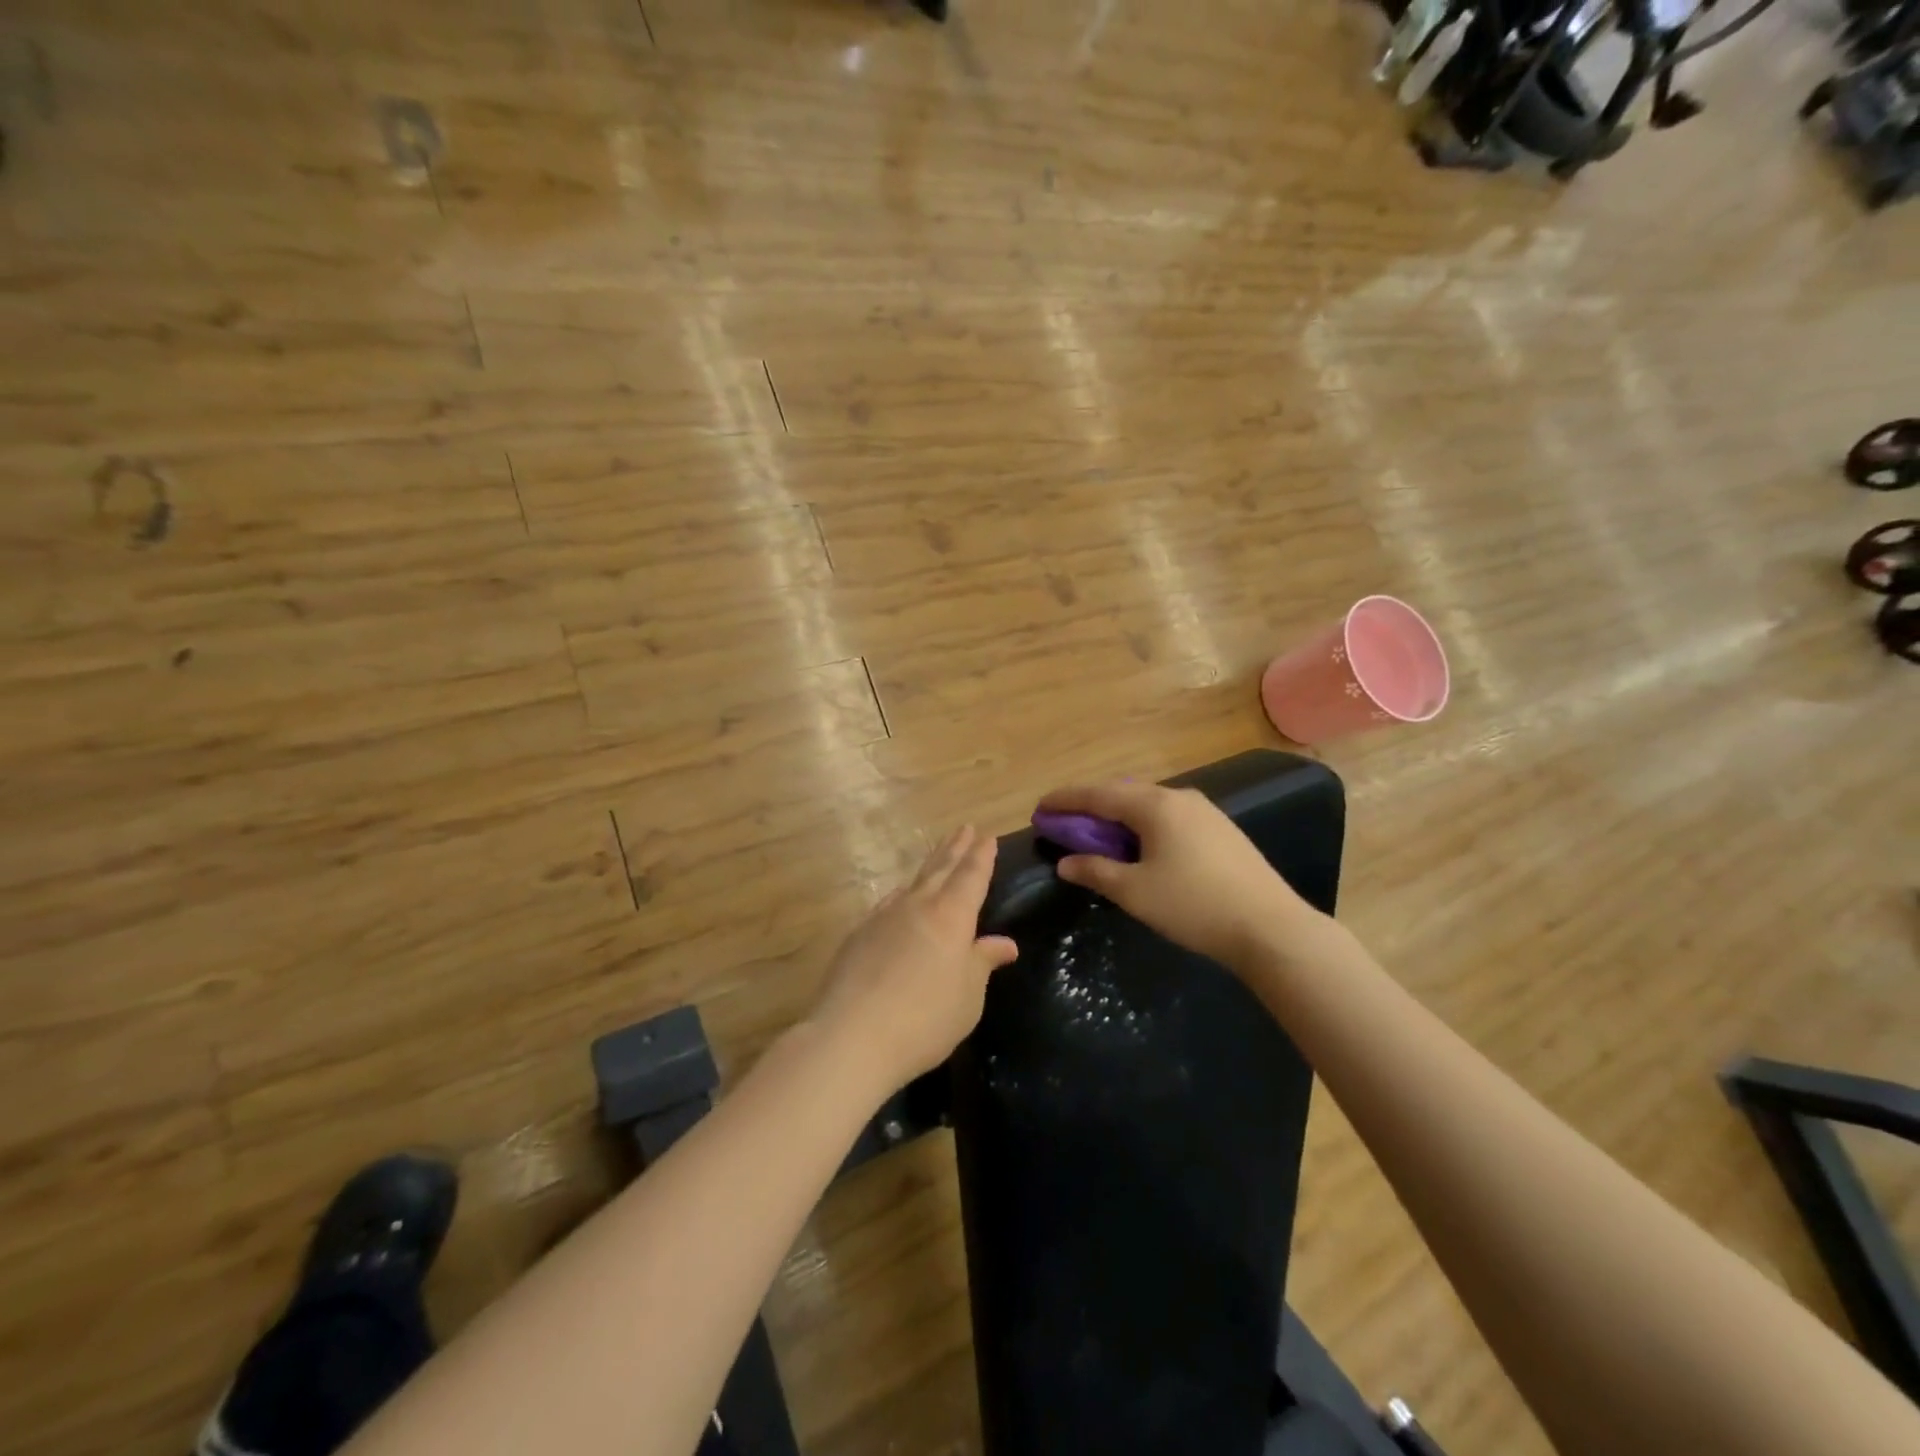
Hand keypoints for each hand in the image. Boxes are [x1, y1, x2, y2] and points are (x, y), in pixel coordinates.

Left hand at [809, 826, 1018, 1091]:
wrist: (852, 1035)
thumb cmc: (925, 1018)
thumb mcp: (968, 996)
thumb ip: (983, 962)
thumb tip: (1005, 943)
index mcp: (951, 915)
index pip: (971, 875)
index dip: (981, 856)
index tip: (987, 836)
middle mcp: (917, 906)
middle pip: (940, 869)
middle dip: (955, 848)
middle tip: (965, 828)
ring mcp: (883, 917)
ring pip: (912, 883)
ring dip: (928, 867)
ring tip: (937, 858)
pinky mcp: (858, 935)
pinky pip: (888, 903)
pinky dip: (902, 895)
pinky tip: (899, 901)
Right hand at [1036, 781, 1323, 966]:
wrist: (1271, 928)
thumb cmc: (1193, 906)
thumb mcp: (1134, 892)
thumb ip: (1096, 871)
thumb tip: (1066, 862)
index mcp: (1154, 805)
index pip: (1098, 795)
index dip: (1065, 800)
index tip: (1039, 808)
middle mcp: (1179, 798)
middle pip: (1123, 793)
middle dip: (1091, 806)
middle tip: (1066, 822)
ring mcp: (1205, 811)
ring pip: (1148, 804)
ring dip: (1118, 816)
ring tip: (1099, 835)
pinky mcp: (1221, 830)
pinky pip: (1169, 817)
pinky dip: (1143, 825)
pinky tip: (1141, 846)